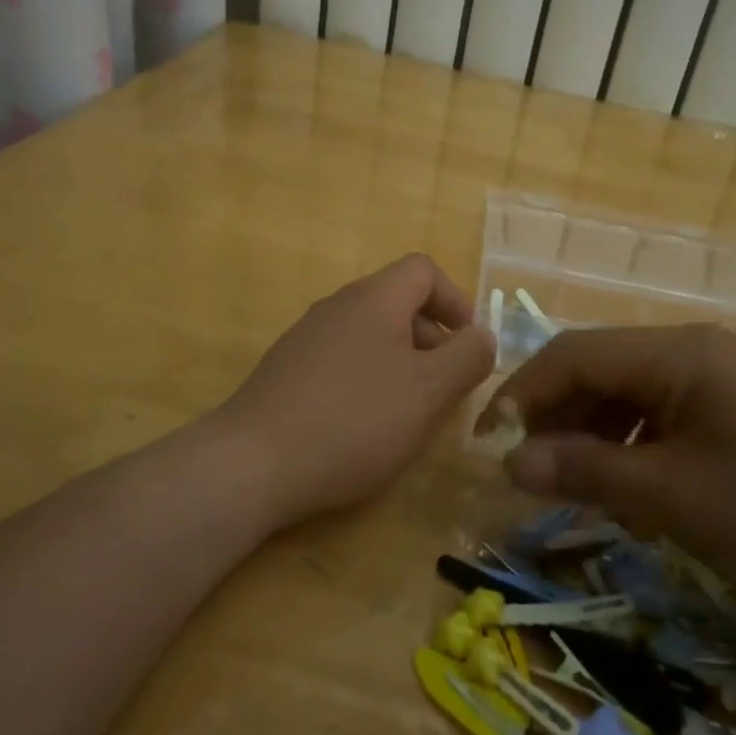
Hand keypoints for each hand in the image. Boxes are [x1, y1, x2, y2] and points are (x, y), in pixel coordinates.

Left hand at [219, 254, 495, 528]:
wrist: (253, 464)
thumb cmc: (355, 420)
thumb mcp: (429, 391)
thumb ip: (468, 357)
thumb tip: (482, 335)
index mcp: (374, 299)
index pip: (424, 270)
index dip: (455, 301)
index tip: (468, 348)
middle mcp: (337, 306)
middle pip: (398, 304)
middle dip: (432, 342)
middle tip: (444, 391)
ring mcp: (306, 338)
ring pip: (371, 337)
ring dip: (402, 366)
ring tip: (408, 415)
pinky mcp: (286, 372)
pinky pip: (342, 362)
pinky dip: (367, 383)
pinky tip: (364, 428)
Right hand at [480, 324, 735, 627]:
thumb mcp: (675, 498)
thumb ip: (587, 471)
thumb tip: (510, 461)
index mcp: (680, 353)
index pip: (573, 354)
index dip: (520, 395)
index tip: (487, 446)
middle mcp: (702, 350)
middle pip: (603, 369)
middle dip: (558, 418)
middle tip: (533, 477)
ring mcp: (731, 378)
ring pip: (636, 393)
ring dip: (598, 435)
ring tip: (585, 489)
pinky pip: (673, 414)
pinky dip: (641, 446)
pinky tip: (641, 490)